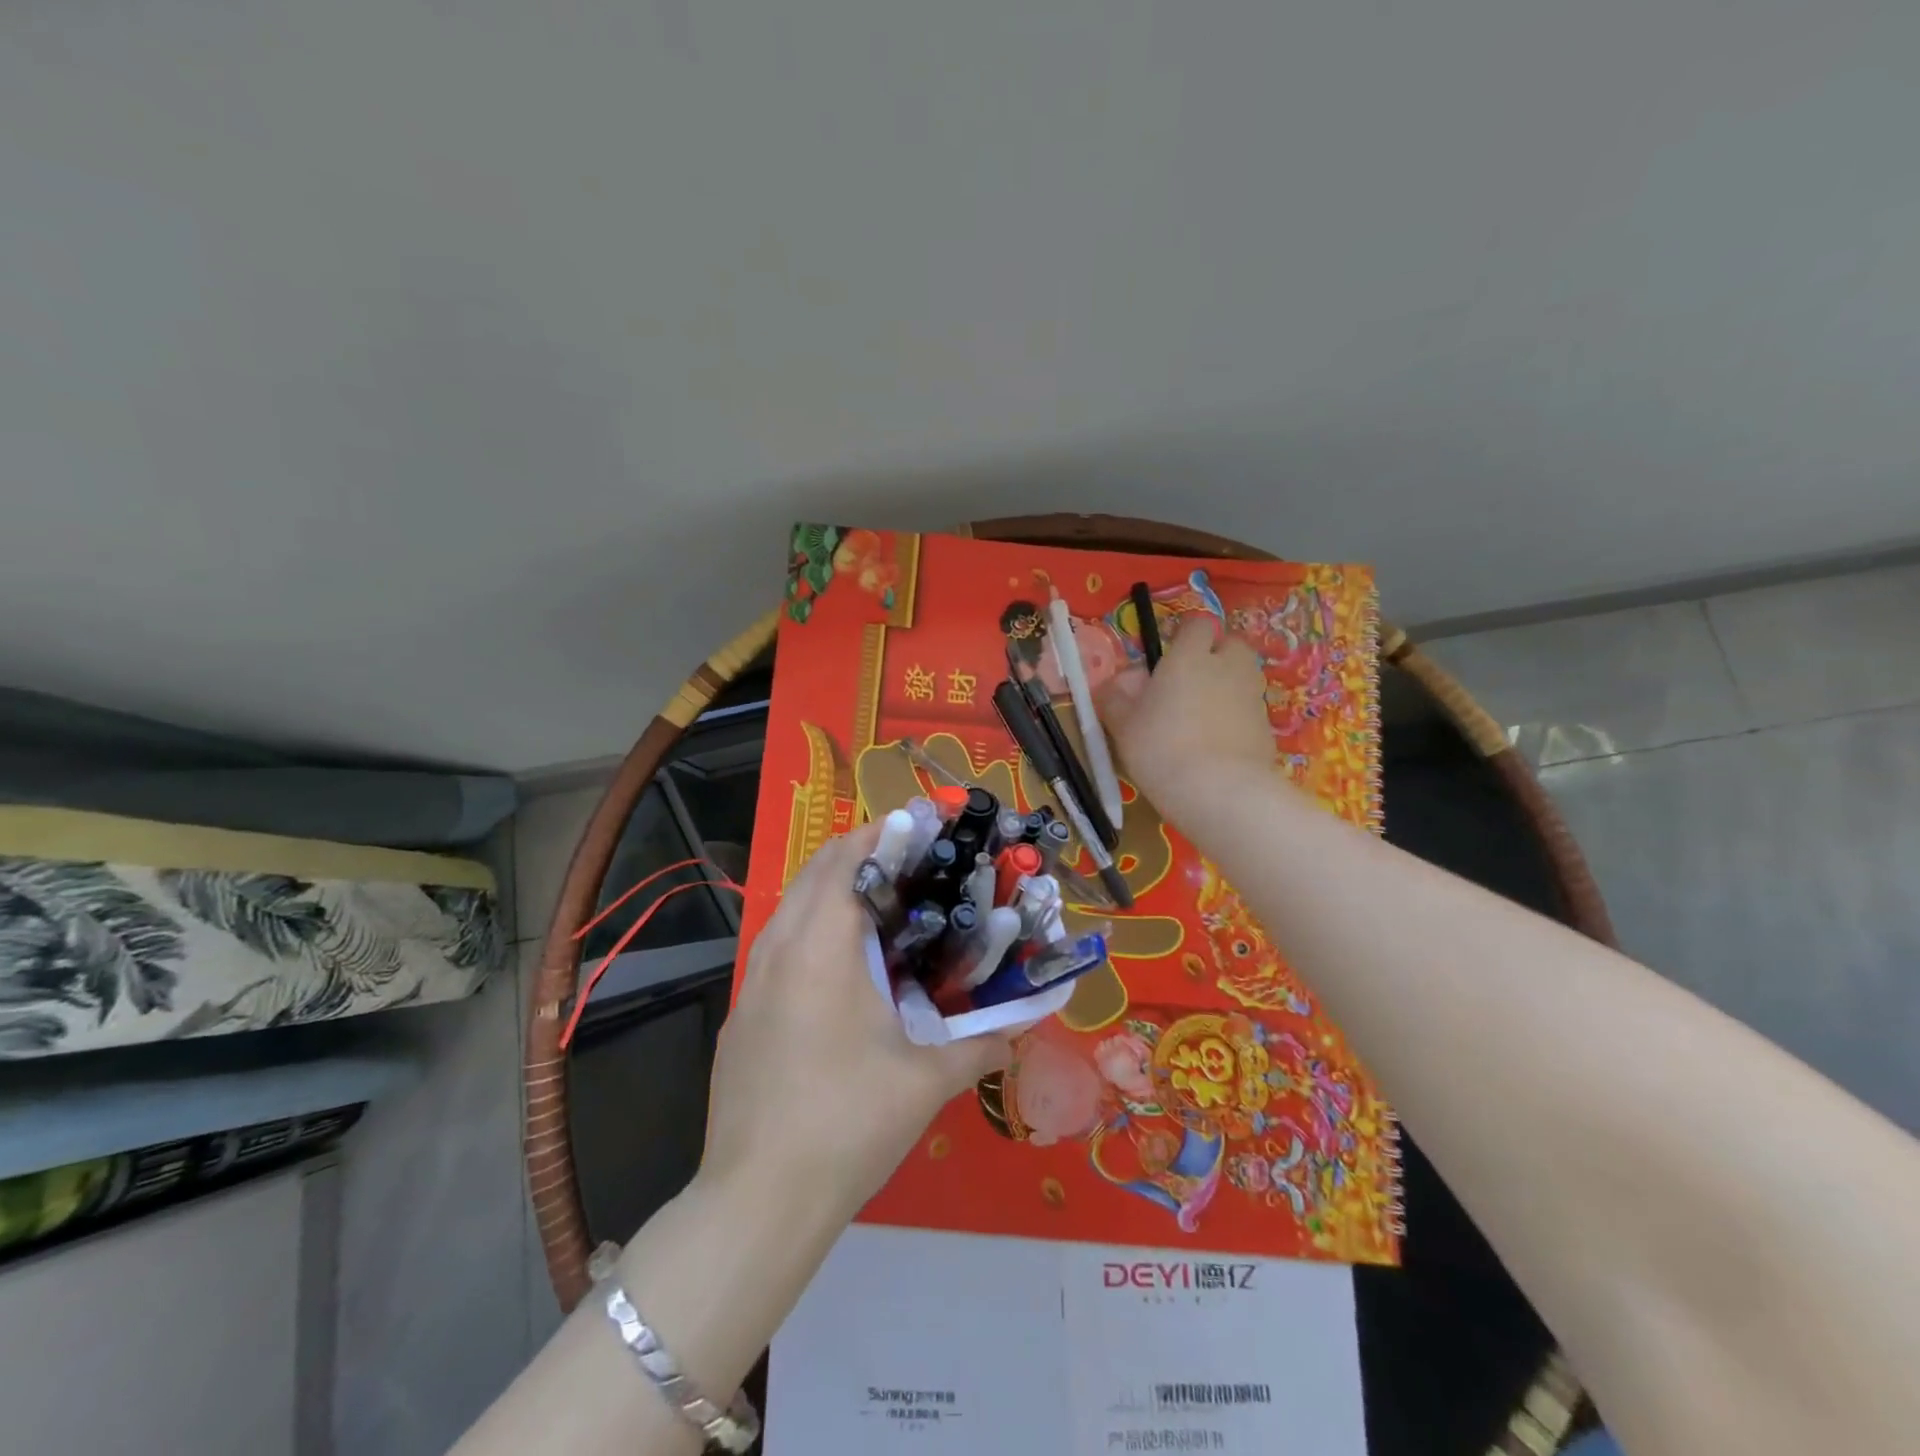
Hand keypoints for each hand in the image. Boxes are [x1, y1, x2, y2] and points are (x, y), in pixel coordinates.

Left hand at [700, 823, 1013, 1221]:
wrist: (757, 1202)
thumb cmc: (848, 1124)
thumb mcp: (925, 1081)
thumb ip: (982, 1044)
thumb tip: (1025, 1026)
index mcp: (820, 947)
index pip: (845, 859)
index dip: (882, 833)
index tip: (921, 828)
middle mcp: (778, 949)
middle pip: (815, 872)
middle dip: (861, 854)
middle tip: (912, 863)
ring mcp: (752, 982)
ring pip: (792, 908)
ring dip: (834, 892)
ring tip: (885, 909)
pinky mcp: (742, 1015)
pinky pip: (780, 948)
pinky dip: (813, 931)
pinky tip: (845, 973)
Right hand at [1096, 613, 1273, 811]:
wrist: (1219, 792)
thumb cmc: (1160, 748)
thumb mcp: (1122, 725)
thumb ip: (1115, 697)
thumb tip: (1116, 683)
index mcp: (1189, 657)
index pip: (1196, 624)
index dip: (1184, 637)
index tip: (1168, 658)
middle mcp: (1227, 667)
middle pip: (1231, 645)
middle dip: (1215, 656)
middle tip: (1190, 684)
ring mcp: (1252, 697)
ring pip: (1243, 678)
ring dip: (1227, 687)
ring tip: (1202, 717)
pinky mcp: (1268, 729)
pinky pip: (1250, 713)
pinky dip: (1237, 721)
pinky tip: (1217, 747)